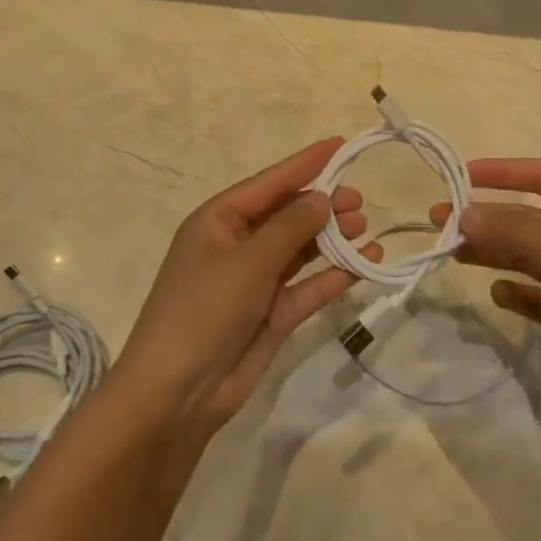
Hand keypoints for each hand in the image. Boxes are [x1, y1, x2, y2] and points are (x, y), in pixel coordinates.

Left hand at [117, 138, 381, 432]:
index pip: (269, 183)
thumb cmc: (203, 312)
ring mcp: (255, 281)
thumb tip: (322, 197)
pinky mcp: (271, 314)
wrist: (176, 396)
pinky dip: (333, 276)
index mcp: (219, 221)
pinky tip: (363, 265)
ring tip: (365, 229)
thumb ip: (289, 228)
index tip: (340, 145)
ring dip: (331, 239)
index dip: (305, 163)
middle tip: (360, 201)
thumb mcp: (246, 263)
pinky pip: (307, 286)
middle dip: (323, 205)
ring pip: (300, 250)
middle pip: (287, 215)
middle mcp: (237, 245)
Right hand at [433, 158, 540, 422]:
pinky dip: (517, 293)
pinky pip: (538, 297)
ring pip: (527, 257)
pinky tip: (499, 294)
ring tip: (454, 253)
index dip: (503, 172)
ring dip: (493, 252)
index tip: (461, 175)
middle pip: (528, 219)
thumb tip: (462, 213)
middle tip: (440, 221)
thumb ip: (516, 231)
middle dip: (487, 217)